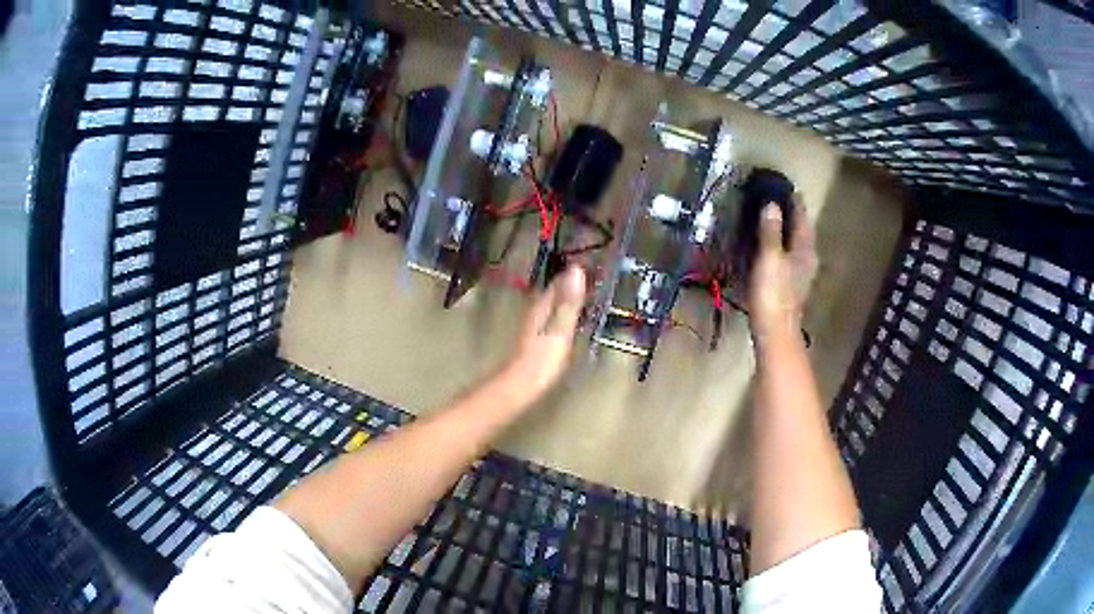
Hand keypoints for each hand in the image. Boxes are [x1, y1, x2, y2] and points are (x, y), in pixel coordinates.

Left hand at [503, 265, 586, 397]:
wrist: (519, 387)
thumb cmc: (542, 360)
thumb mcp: (560, 330)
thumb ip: (569, 302)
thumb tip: (577, 270)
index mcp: (542, 306)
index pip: (559, 283)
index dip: (573, 274)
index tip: (590, 264)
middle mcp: (536, 312)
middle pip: (554, 292)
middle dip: (570, 284)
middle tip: (591, 276)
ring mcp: (533, 326)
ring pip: (552, 304)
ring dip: (566, 297)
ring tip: (584, 293)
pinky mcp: (535, 340)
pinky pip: (551, 317)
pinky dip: (562, 312)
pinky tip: (569, 319)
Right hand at [748, 202, 816, 339]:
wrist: (775, 332)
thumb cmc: (774, 293)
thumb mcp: (770, 257)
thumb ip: (771, 231)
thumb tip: (772, 204)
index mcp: (805, 249)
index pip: (801, 217)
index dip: (793, 200)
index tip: (782, 185)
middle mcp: (806, 258)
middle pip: (800, 229)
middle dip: (789, 213)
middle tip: (773, 196)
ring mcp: (799, 272)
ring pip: (794, 242)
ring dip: (783, 228)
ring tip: (769, 215)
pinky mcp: (789, 284)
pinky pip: (786, 254)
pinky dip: (778, 243)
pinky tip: (768, 243)